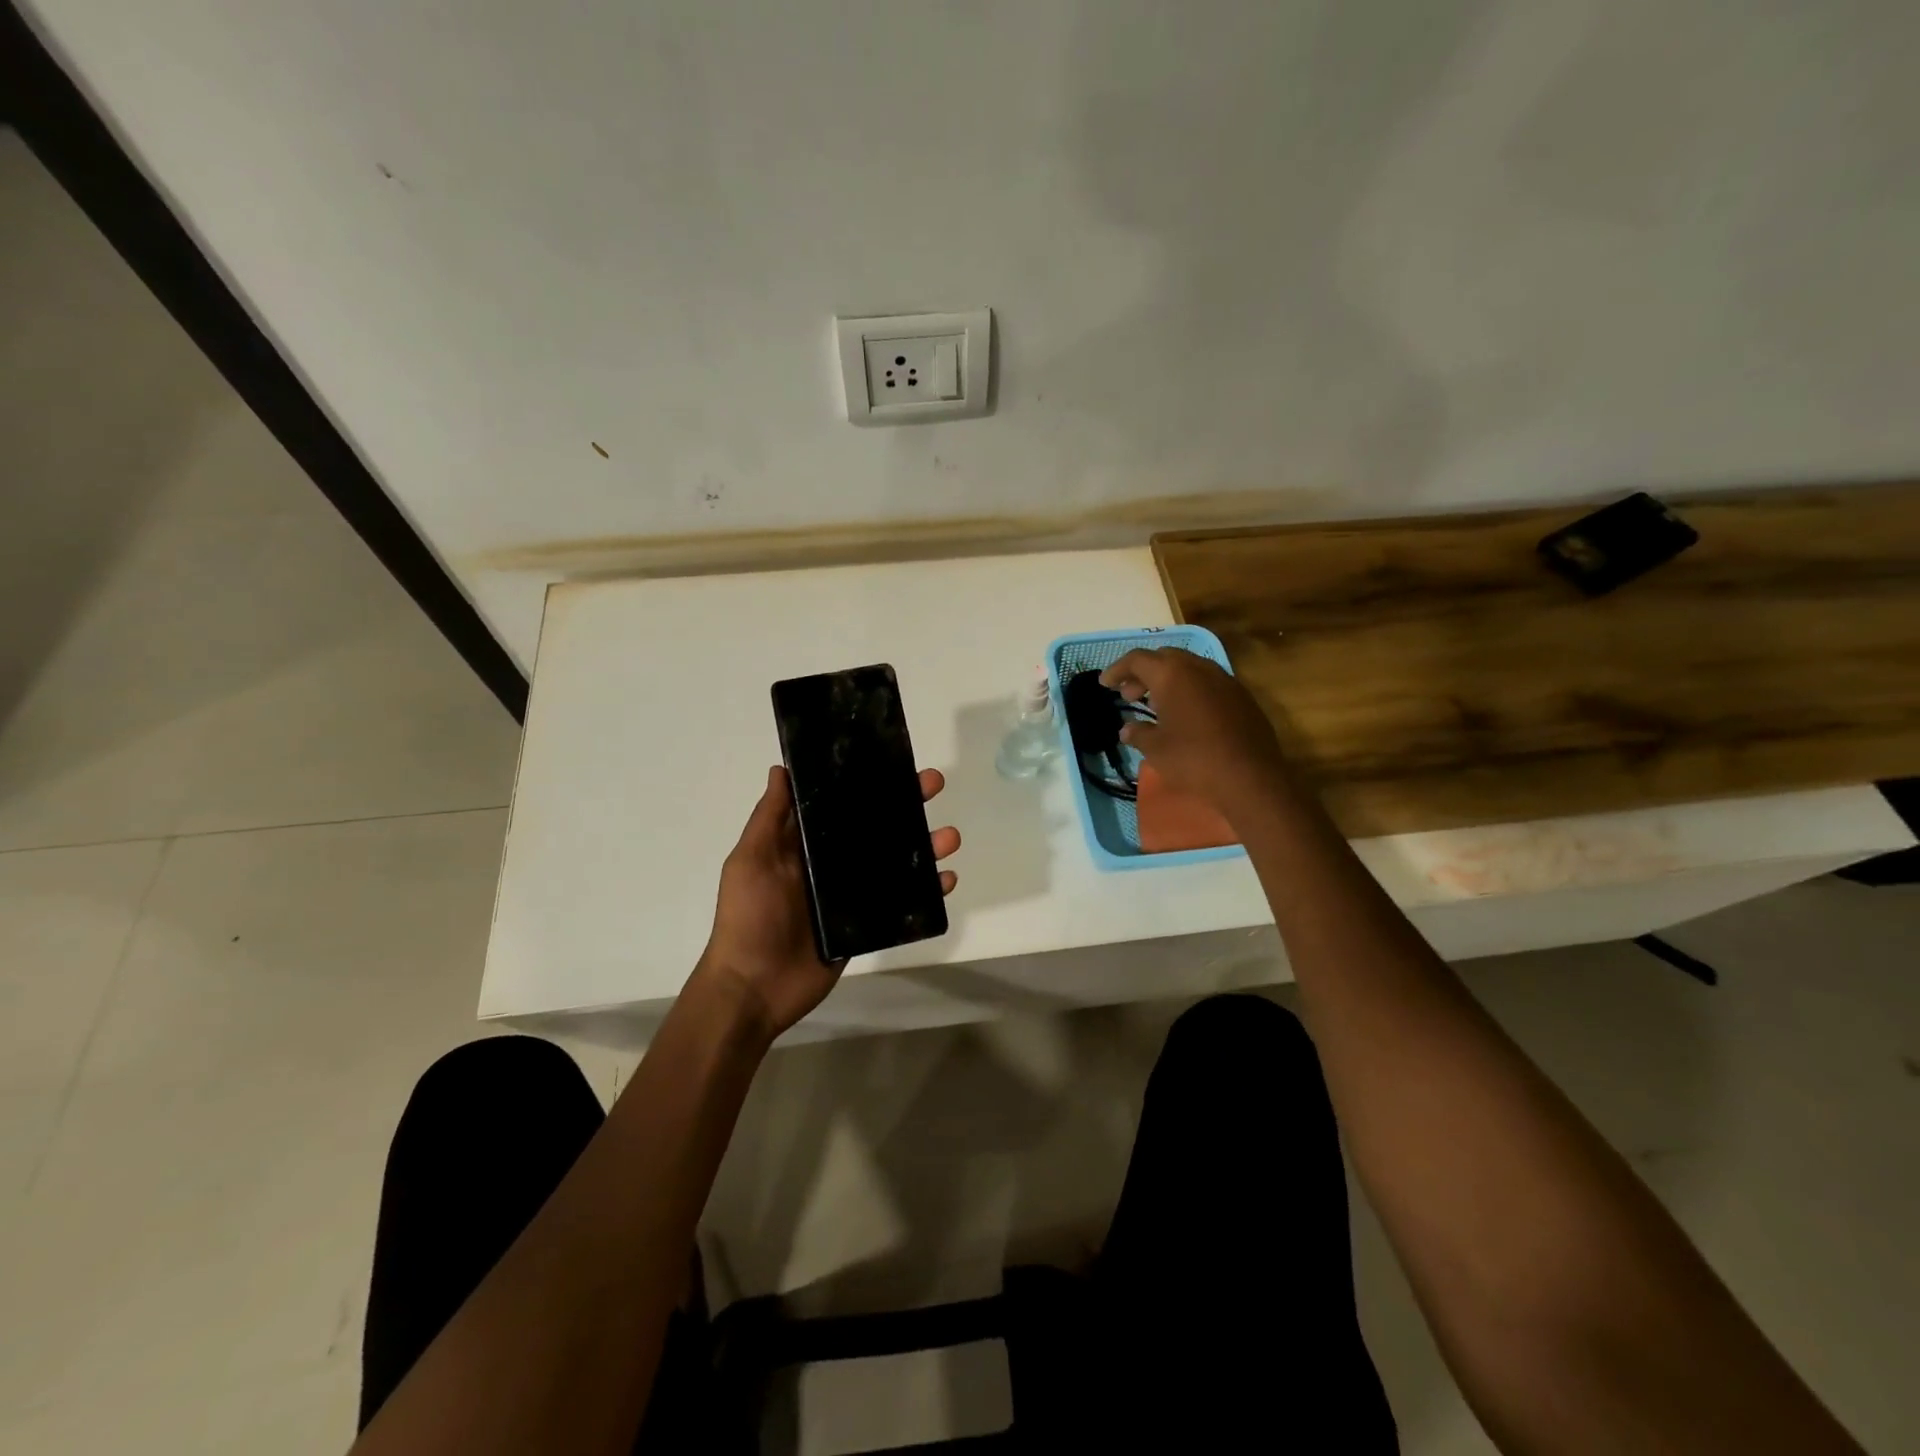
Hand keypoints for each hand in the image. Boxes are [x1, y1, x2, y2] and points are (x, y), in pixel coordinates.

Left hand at [696, 765, 960, 1039]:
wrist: (754, 988)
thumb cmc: (748, 918)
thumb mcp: (751, 860)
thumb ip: (769, 817)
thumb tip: (782, 769)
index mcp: (803, 844)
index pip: (840, 804)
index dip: (866, 782)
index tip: (893, 760)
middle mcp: (830, 863)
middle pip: (875, 827)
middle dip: (906, 805)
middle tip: (933, 785)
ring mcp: (850, 894)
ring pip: (895, 862)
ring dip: (925, 847)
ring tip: (950, 838)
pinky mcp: (865, 924)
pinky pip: (901, 902)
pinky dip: (926, 890)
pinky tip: (946, 880)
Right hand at [1100, 648, 1291, 818]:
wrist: (1250, 779)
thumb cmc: (1194, 760)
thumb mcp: (1156, 749)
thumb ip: (1138, 733)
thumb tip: (1128, 729)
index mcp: (1173, 675)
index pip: (1137, 660)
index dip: (1117, 670)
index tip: (1105, 684)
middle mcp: (1199, 668)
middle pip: (1164, 658)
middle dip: (1143, 673)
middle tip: (1129, 695)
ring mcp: (1225, 680)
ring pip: (1189, 668)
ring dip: (1168, 681)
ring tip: (1156, 705)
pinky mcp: (1242, 697)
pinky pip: (1208, 683)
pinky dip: (1190, 691)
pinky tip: (1186, 715)